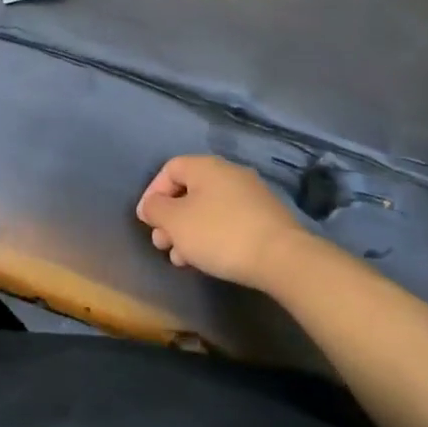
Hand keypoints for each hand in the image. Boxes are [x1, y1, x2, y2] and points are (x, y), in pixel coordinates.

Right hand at [136, 155, 303, 289]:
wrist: (282, 257)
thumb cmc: (219, 233)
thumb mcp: (176, 222)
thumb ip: (156, 209)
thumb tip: (151, 205)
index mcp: (205, 166)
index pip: (169, 169)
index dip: (152, 193)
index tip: (146, 221)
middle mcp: (229, 173)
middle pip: (189, 191)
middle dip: (171, 218)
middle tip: (162, 244)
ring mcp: (250, 194)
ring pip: (208, 208)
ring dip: (189, 231)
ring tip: (182, 260)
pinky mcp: (266, 217)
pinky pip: (228, 220)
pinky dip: (212, 236)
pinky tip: (208, 260)